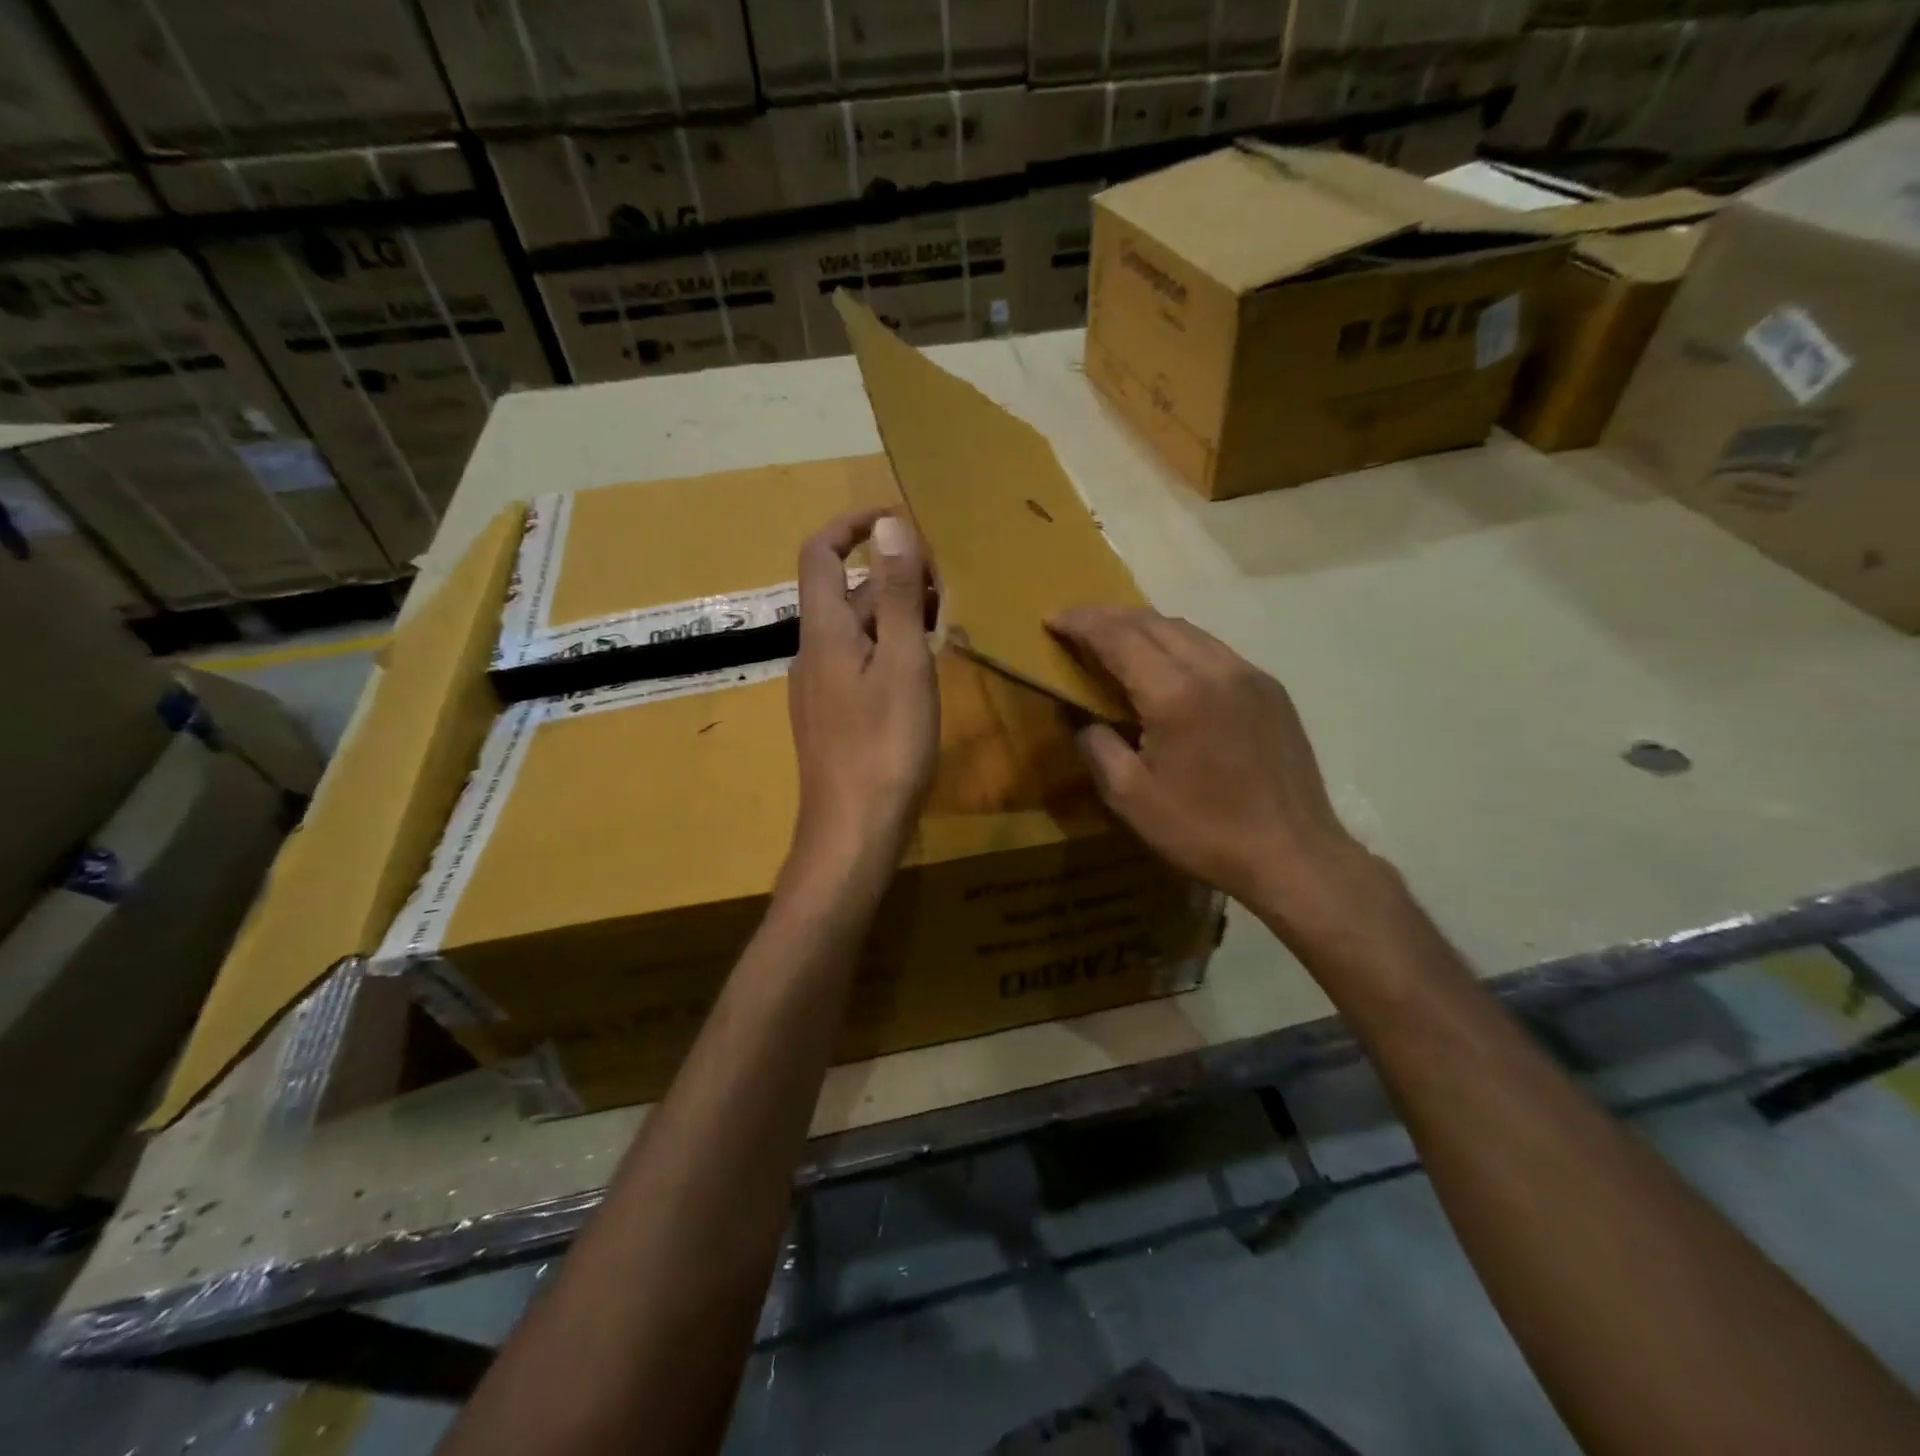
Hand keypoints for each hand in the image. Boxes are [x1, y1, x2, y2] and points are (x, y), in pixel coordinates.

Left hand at [786, 509, 938, 879]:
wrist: (853, 833)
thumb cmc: (884, 746)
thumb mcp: (902, 662)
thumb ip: (895, 594)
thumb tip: (889, 526)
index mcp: (823, 631)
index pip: (821, 553)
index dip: (852, 525)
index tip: (897, 517)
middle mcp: (812, 652)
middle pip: (844, 592)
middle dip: (890, 574)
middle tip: (945, 581)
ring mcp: (820, 689)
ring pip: (855, 631)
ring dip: (893, 613)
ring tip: (943, 619)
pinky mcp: (833, 719)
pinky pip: (858, 664)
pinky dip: (888, 648)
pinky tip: (921, 670)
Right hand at [1049, 606, 1380, 930]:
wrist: (1292, 854)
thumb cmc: (1203, 830)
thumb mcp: (1131, 797)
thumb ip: (1098, 746)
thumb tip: (1083, 718)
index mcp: (1175, 693)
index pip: (1119, 637)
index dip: (1082, 623)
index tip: (1052, 619)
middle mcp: (1214, 668)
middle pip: (1152, 622)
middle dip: (1108, 616)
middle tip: (1076, 622)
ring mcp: (1249, 674)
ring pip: (1186, 630)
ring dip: (1144, 625)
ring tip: (1114, 636)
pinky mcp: (1270, 689)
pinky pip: (1213, 649)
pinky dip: (1178, 643)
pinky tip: (1165, 663)